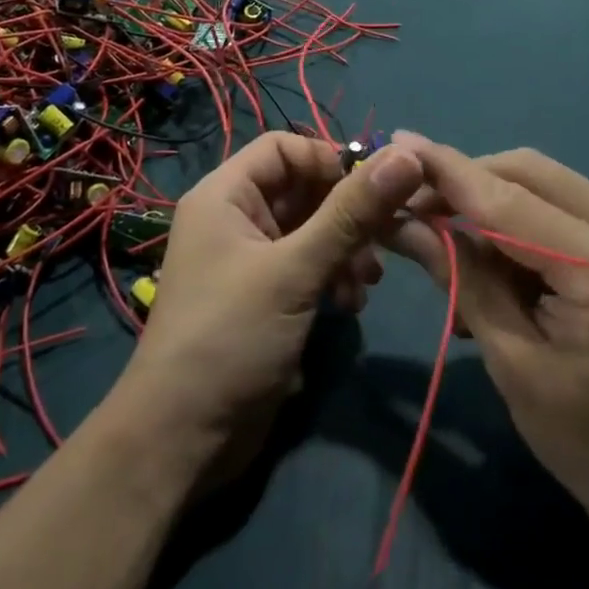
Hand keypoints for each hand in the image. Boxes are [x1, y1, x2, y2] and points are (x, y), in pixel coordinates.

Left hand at [113, 133, 424, 476]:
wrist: (182, 441)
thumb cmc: (230, 337)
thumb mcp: (295, 271)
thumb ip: (351, 214)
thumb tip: (406, 156)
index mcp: (225, 195)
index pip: (284, 147)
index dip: (328, 160)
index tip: (373, 190)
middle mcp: (235, 218)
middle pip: (302, 188)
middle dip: (346, 213)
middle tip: (386, 239)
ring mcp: (249, 259)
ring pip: (311, 229)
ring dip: (345, 248)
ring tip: (367, 280)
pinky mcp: (265, 296)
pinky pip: (307, 264)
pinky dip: (333, 275)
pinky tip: (350, 305)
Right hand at [386, 135, 588, 530]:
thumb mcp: (513, 363)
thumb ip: (463, 280)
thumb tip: (406, 222)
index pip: (510, 201)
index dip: (449, 171)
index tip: (398, 143)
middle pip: (530, 172)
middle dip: (468, 181)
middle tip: (415, 205)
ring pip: (545, 182)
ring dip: (491, 200)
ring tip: (451, 242)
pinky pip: (562, 205)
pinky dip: (520, 219)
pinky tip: (495, 258)